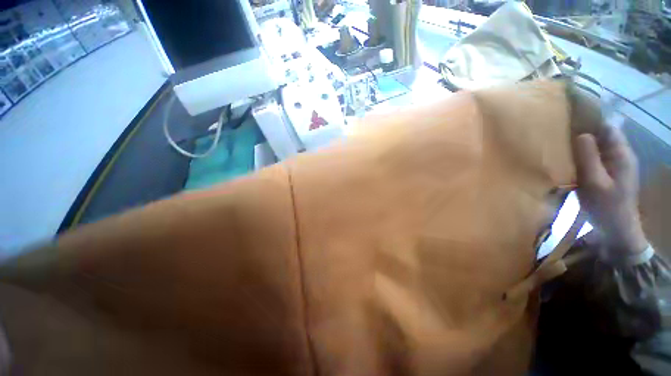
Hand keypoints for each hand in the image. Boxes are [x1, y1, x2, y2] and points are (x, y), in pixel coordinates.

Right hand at [574, 126, 647, 255]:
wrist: (616, 229)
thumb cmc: (606, 206)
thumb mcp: (595, 182)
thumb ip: (589, 157)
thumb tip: (581, 134)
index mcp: (621, 154)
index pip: (608, 127)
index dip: (591, 119)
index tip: (569, 117)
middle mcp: (620, 155)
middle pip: (603, 135)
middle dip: (584, 130)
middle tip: (560, 131)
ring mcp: (615, 164)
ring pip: (598, 146)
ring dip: (582, 143)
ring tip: (561, 143)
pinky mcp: (609, 173)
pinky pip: (595, 157)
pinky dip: (583, 154)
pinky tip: (571, 159)